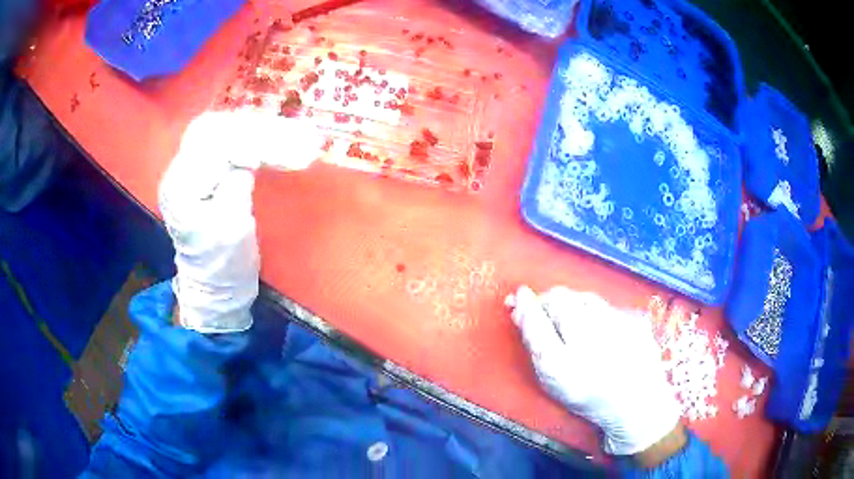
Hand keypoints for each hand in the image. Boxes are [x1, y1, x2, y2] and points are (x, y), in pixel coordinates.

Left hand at [159, 112, 323, 332]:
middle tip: (289, 133)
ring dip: (252, 132)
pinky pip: (223, 147)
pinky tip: (266, 142)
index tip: (286, 143)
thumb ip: (236, 182)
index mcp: (181, 187)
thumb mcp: (232, 225)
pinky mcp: (200, 178)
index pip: (216, 145)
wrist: (215, 290)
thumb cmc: (224, 265)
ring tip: (285, 135)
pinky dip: (247, 142)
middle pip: (214, 130)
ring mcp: (187, 174)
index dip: (252, 139)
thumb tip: (249, 154)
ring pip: (219, 134)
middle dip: (252, 129)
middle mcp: (178, 173)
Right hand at [506, 286, 682, 457]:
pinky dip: (595, 311)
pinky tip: (600, 327)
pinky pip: (606, 305)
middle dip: (547, 300)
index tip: (518, 296)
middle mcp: (588, 342)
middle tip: (544, 309)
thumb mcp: (553, 380)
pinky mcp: (635, 320)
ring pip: (584, 298)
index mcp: (561, 366)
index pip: (536, 322)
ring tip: (572, 318)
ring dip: (572, 303)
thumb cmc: (589, 395)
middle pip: (560, 300)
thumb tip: (521, 309)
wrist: (635, 403)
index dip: (525, 306)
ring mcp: (616, 327)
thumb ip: (535, 344)